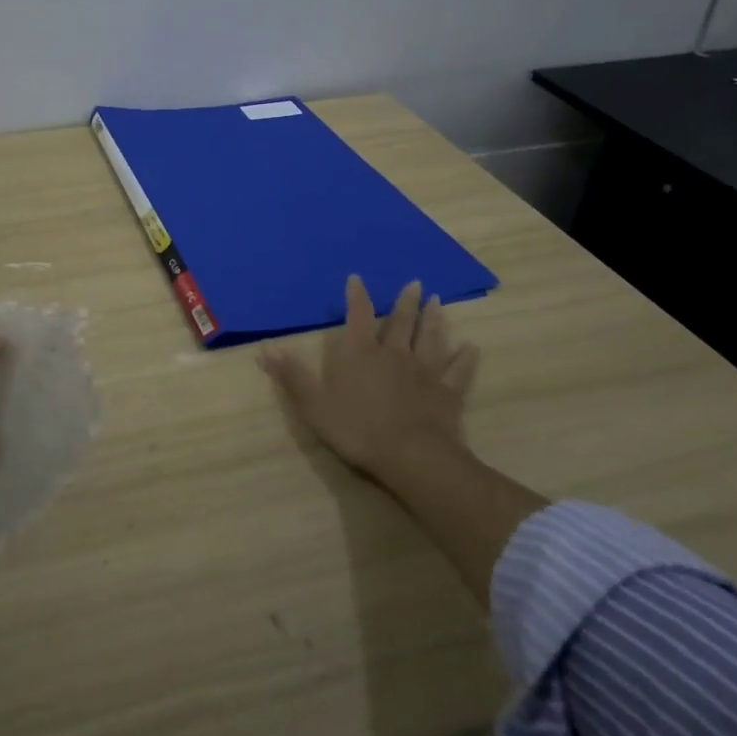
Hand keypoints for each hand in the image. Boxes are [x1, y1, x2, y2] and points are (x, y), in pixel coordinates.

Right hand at [259, 276, 479, 480]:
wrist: (411, 457)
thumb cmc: (357, 429)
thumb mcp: (314, 404)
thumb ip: (292, 376)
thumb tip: (265, 349)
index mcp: (360, 354)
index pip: (356, 316)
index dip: (356, 297)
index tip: (357, 278)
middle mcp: (393, 354)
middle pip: (400, 323)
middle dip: (405, 302)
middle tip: (415, 283)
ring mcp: (424, 372)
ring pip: (430, 339)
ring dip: (434, 320)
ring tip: (438, 303)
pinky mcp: (447, 393)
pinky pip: (458, 371)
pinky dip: (465, 359)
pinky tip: (472, 348)